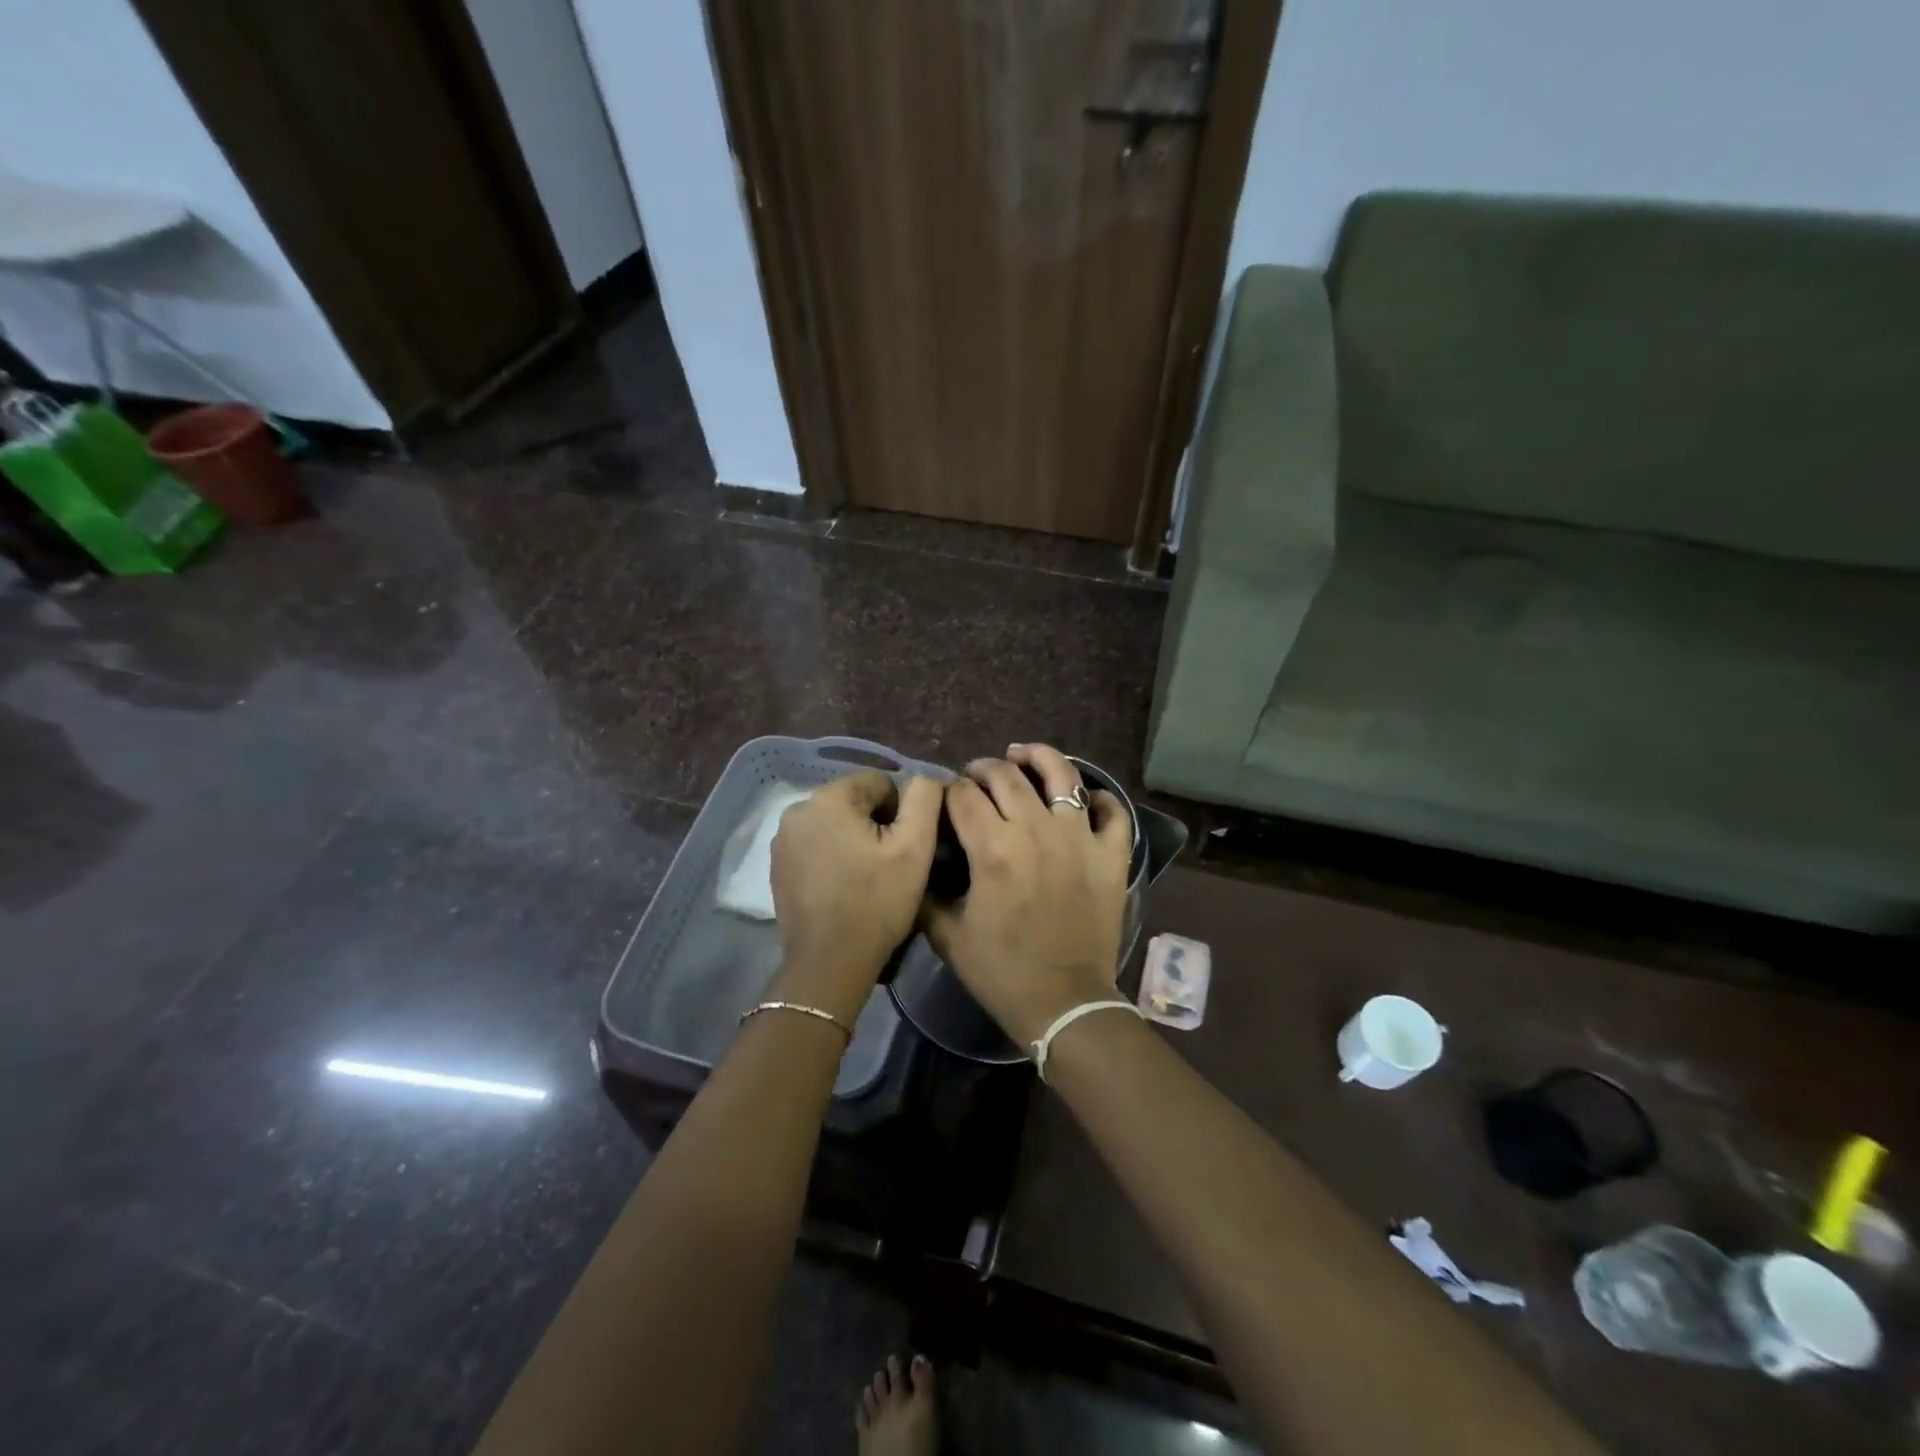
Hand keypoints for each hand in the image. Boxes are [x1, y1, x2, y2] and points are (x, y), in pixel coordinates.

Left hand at [769, 770, 942, 1021]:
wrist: (830, 963)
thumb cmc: (877, 902)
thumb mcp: (915, 847)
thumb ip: (924, 799)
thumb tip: (925, 779)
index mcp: (828, 798)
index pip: (879, 782)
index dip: (901, 811)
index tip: (905, 847)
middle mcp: (797, 810)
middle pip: (853, 802)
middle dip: (875, 825)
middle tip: (890, 864)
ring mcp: (782, 840)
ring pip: (834, 824)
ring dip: (853, 841)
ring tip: (868, 877)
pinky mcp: (778, 867)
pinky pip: (816, 847)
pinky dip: (833, 858)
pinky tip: (844, 887)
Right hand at [926, 745, 1132, 1047]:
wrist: (1064, 1003)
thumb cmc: (1002, 972)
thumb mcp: (947, 935)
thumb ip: (928, 893)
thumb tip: (923, 861)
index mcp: (992, 849)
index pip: (962, 795)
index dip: (949, 790)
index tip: (946, 796)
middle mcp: (1036, 830)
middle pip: (1005, 776)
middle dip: (983, 768)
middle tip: (976, 776)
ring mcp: (1079, 838)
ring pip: (1062, 775)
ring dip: (1039, 757)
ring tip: (1024, 755)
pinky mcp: (1111, 854)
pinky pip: (1112, 811)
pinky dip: (1100, 798)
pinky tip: (1085, 798)